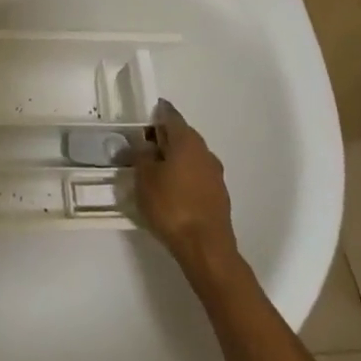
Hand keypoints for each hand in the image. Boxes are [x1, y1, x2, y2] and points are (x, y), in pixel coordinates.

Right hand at [131, 99, 235, 266]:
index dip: (156, 113)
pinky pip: (197, 174)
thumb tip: (142, 144)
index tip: (143, 117)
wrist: (206, 247)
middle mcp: (204, 151)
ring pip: (190, 156)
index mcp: (186, 140)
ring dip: (174, 158)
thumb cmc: (171, 206)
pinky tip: (171, 190)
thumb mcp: (144, 178)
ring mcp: (215, 173)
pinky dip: (183, 175)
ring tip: (154, 170)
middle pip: (182, 135)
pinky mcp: (218, 194)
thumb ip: (141, 155)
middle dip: (163, 137)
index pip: (170, 115)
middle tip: (142, 146)